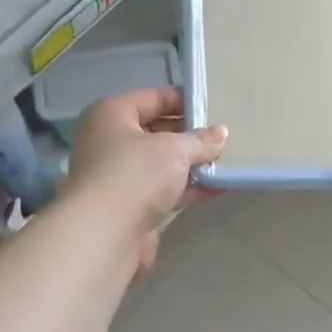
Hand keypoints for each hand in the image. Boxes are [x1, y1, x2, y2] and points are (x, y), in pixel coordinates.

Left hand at [63, 87, 224, 279]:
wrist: (106, 233)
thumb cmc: (135, 174)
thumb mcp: (174, 149)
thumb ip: (200, 141)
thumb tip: (220, 134)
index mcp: (111, 115)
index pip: (151, 98)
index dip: (182, 100)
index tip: (212, 107)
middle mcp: (110, 143)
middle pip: (155, 132)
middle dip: (188, 136)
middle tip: (221, 137)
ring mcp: (119, 178)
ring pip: (160, 165)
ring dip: (190, 165)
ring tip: (224, 162)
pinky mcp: (130, 208)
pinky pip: (164, 191)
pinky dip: (187, 189)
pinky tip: (216, 188)